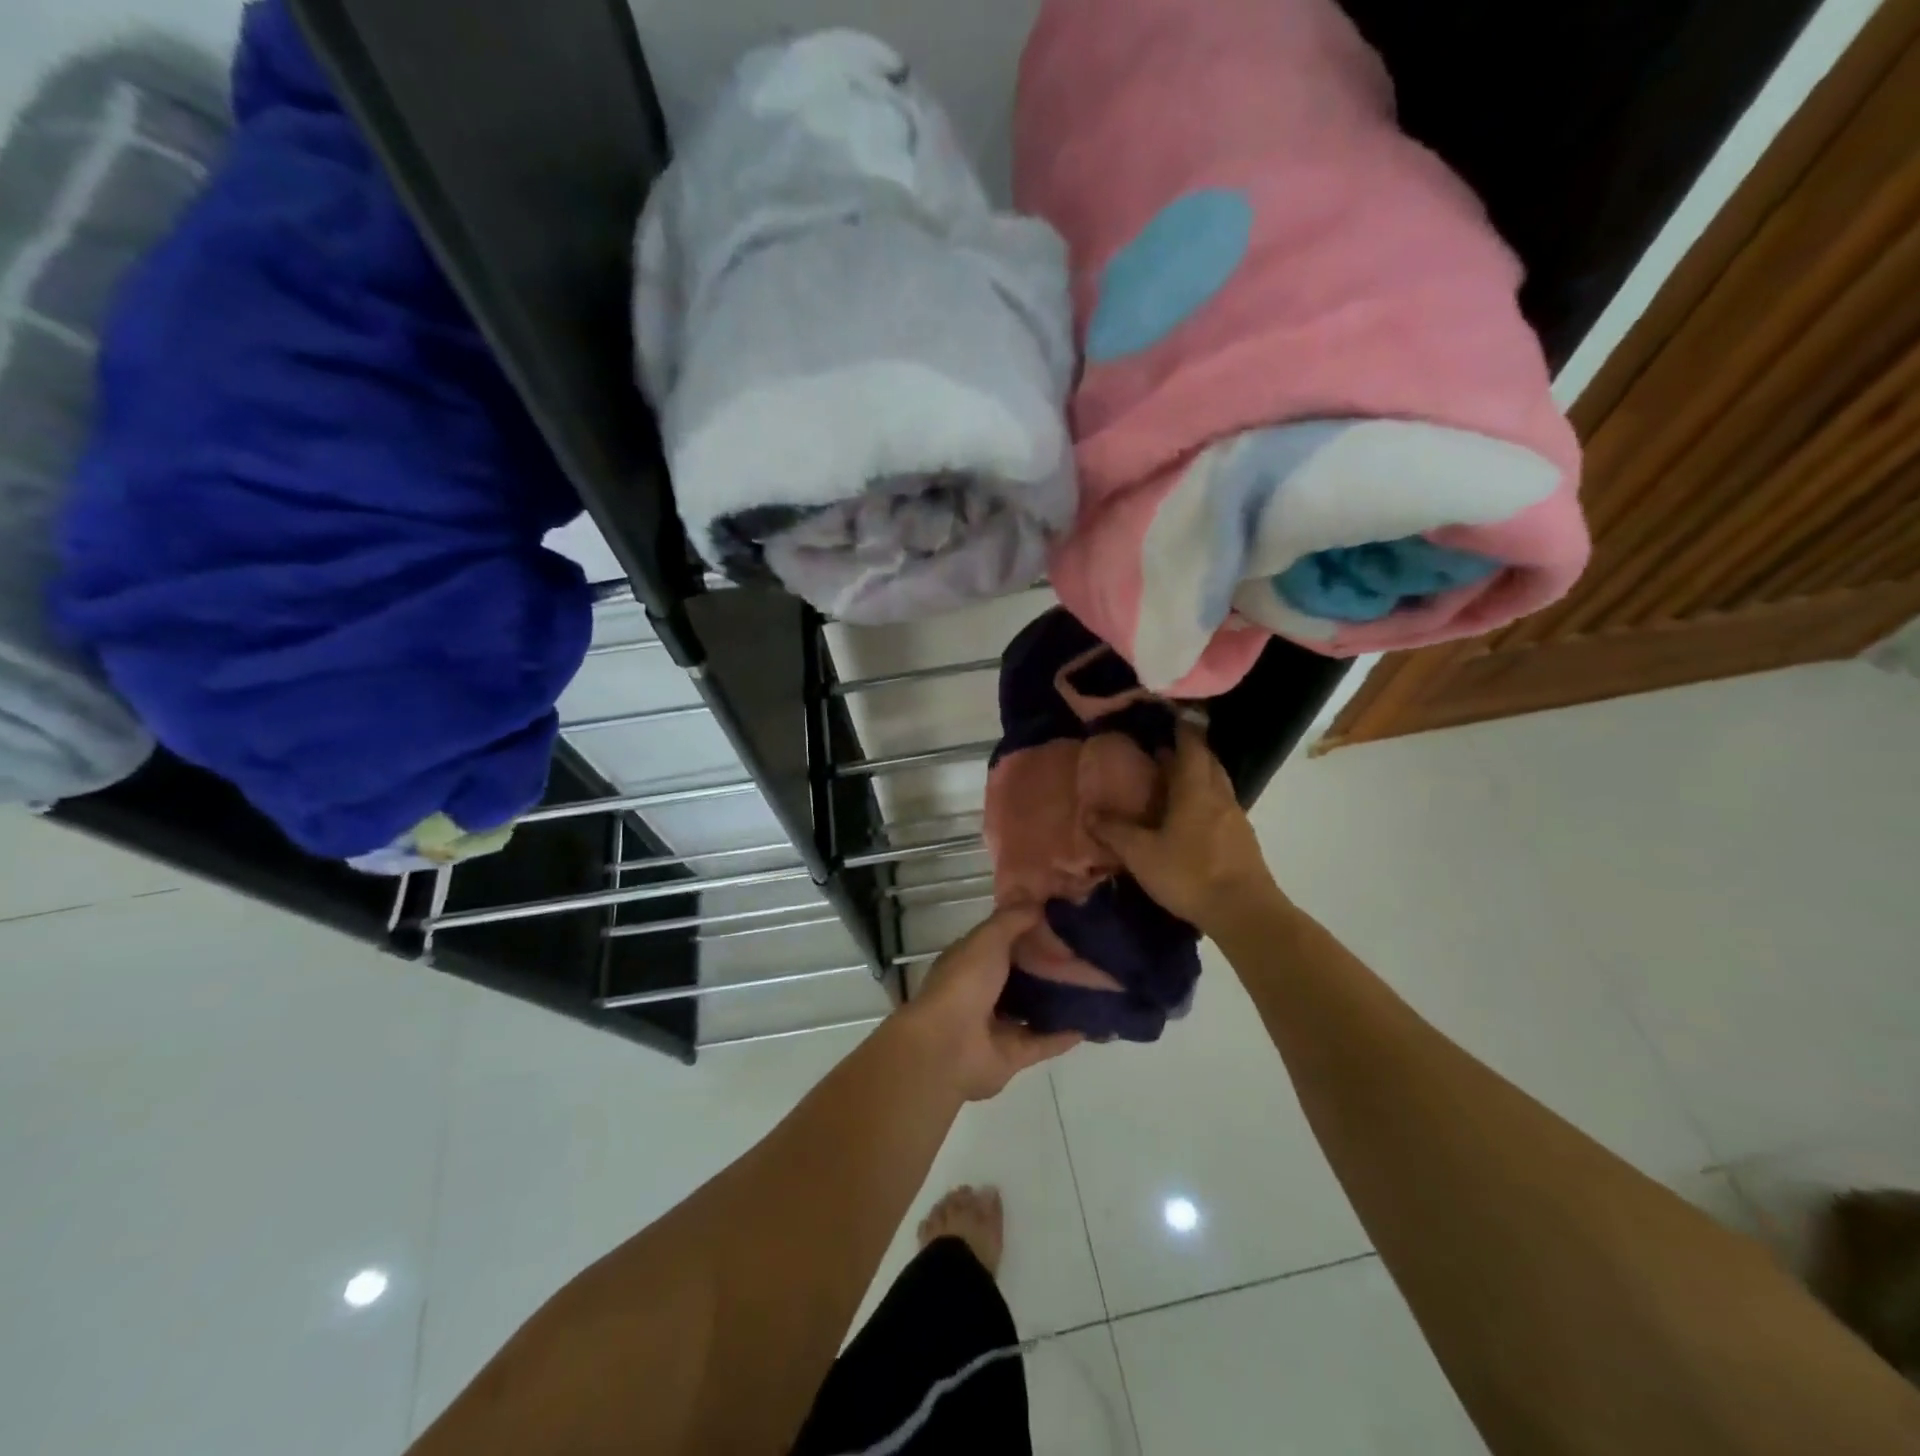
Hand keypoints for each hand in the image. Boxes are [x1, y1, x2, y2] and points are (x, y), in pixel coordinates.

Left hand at [900, 906, 1082, 1100]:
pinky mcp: (1013, 1054)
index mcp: (970, 961)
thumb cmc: (964, 984)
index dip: (1029, 929)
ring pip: (1034, 1008)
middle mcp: (982, 991)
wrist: (948, 1048)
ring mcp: (997, 1025)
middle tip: (1088, 951)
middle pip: (1021, 974)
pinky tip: (1094, 1020)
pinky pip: (1045, 1041)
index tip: (1063, 919)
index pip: (1003, 940)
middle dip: (1050, 964)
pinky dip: (1067, 1033)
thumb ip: (1012, 919)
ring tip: (1096, 984)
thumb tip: (1038, 902)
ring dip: (1060, 999)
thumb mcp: (987, 939)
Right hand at [1088, 720, 1281, 935]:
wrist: (1244, 912)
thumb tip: (1090, 813)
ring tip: (1174, 782)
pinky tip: (1191, 818)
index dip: (1182, 729)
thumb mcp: (1142, 854)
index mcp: (1195, 790)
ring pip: (1217, 784)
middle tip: (1165, 750)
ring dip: (1199, 776)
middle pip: (1208, 762)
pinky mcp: (1242, 840)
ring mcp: (1235, 818)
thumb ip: (1115, 832)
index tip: (1171, 716)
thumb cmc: (1190, 874)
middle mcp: (1219, 796)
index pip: (1192, 746)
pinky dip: (1206, 800)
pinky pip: (1222, 806)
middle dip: (1190, 751)